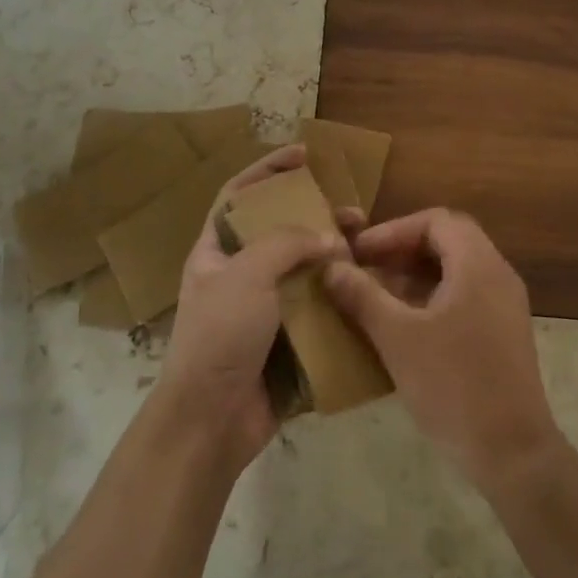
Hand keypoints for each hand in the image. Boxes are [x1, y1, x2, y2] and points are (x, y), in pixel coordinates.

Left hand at [156, 145, 341, 474]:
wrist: (211, 422)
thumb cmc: (220, 336)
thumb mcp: (246, 275)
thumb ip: (288, 244)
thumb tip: (329, 237)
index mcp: (215, 252)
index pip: (238, 195)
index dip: (268, 170)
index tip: (305, 155)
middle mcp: (238, 275)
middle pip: (280, 231)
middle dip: (316, 216)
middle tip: (354, 212)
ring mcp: (262, 310)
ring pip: (303, 270)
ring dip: (333, 257)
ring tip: (366, 248)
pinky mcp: (285, 340)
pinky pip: (316, 308)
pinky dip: (339, 297)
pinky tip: (366, 289)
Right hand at [325, 209, 563, 490]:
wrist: (512, 453)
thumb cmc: (453, 386)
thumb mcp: (398, 338)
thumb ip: (362, 296)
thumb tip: (331, 268)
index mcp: (478, 265)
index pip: (435, 221)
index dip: (393, 230)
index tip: (360, 252)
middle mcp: (497, 274)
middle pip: (448, 239)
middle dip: (403, 248)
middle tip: (368, 266)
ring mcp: (505, 304)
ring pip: (457, 267)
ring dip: (417, 272)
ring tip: (377, 292)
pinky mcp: (504, 331)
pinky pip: (466, 293)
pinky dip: (433, 294)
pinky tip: (405, 321)